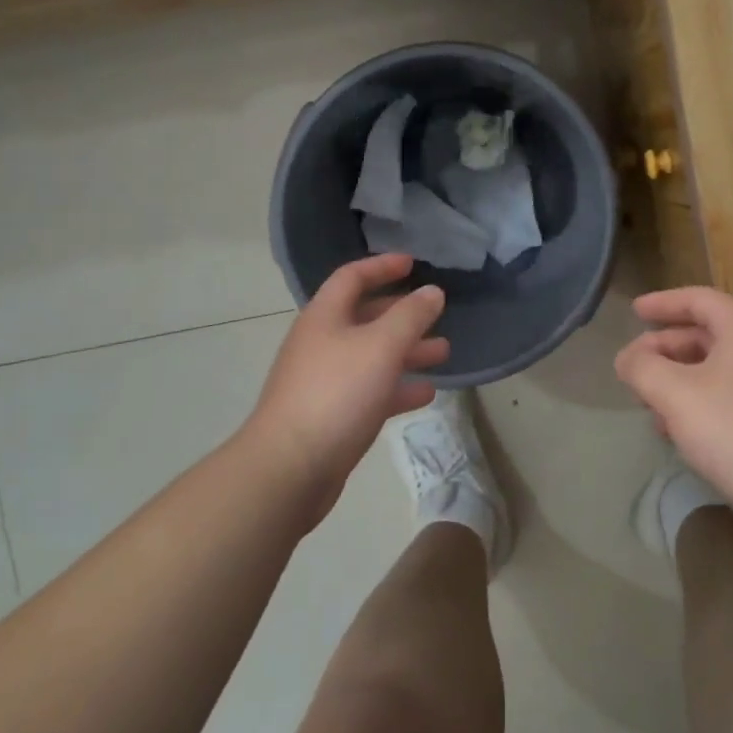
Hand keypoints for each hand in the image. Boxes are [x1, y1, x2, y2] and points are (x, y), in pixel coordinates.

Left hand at [243, 253, 447, 522]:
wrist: (289, 468)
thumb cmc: (336, 393)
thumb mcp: (381, 347)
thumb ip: (411, 316)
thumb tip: (432, 291)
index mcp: (325, 317)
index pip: (352, 277)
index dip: (382, 266)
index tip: (412, 263)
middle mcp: (322, 343)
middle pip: (365, 317)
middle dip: (402, 314)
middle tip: (437, 314)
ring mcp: (325, 381)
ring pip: (372, 356)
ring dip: (406, 351)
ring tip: (443, 353)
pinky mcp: (332, 415)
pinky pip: (370, 391)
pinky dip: (397, 388)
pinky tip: (425, 393)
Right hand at [614, 286, 732, 526]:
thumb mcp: (675, 394)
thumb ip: (642, 367)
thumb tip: (628, 358)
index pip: (699, 299)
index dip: (663, 302)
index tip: (634, 312)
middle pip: (705, 333)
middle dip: (664, 348)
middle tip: (632, 368)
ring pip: (713, 368)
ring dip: (676, 379)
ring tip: (648, 404)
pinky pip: (727, 396)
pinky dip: (696, 402)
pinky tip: (677, 433)